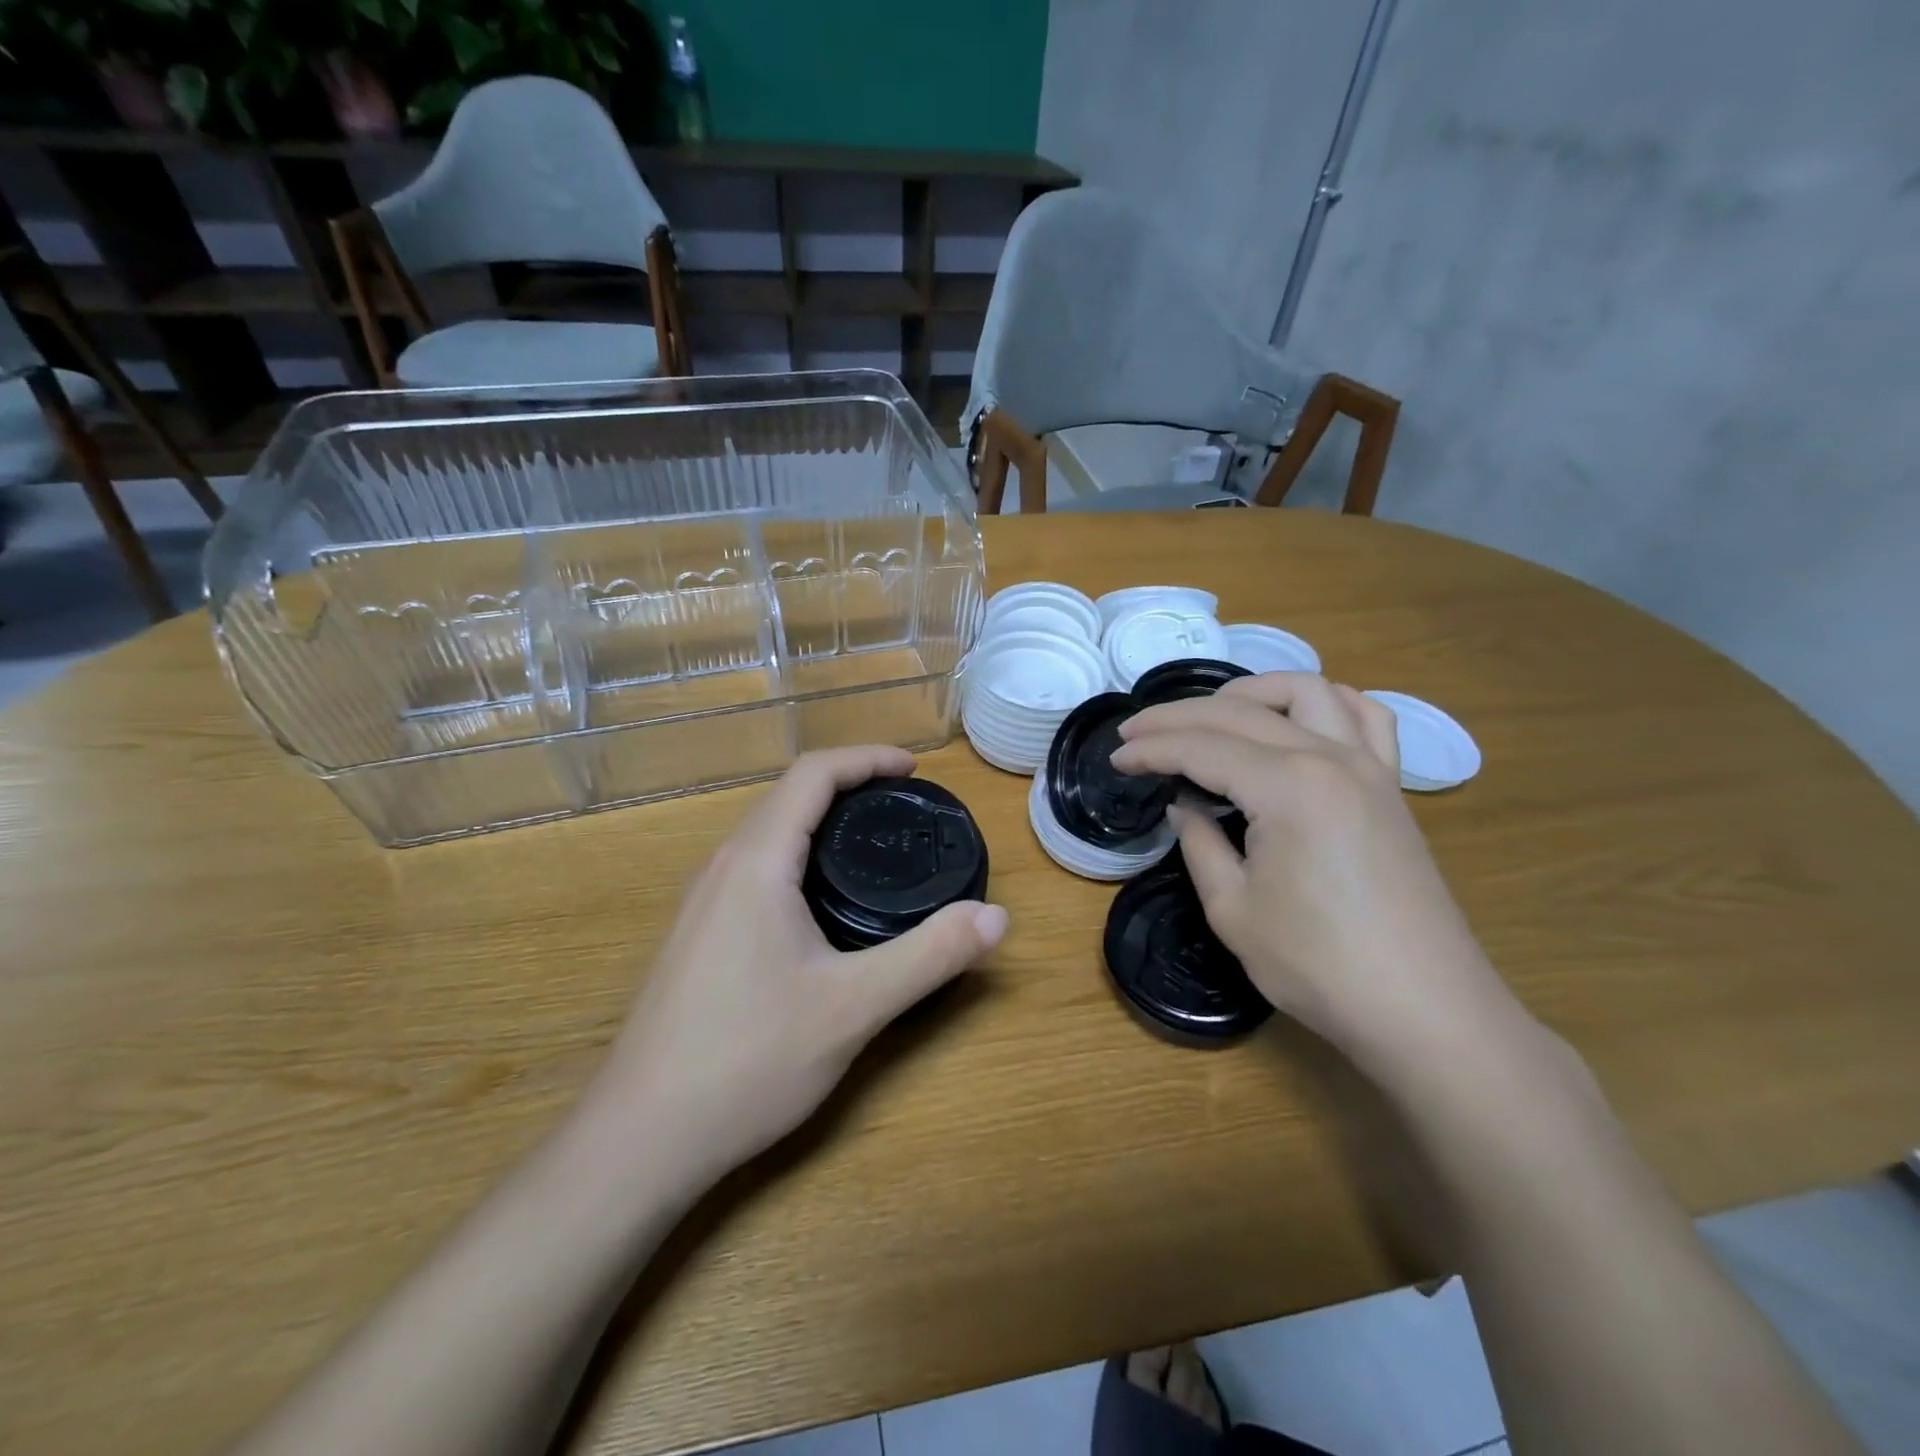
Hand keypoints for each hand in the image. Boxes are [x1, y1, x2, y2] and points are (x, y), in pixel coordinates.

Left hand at [579, 746, 1008, 1189]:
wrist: (639, 1140)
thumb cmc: (747, 1061)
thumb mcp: (853, 1007)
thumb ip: (930, 955)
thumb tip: (997, 917)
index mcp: (757, 862)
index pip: (813, 774)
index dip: (868, 759)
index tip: (915, 769)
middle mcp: (722, 867)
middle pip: (788, 795)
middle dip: (850, 786)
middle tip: (906, 808)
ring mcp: (701, 902)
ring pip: (768, 833)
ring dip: (821, 820)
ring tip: (873, 845)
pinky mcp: (696, 935)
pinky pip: (754, 868)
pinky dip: (799, 856)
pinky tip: (823, 904)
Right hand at [1111, 674, 1518, 1067]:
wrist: (1423, 1009)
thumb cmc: (1319, 965)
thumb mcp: (1233, 910)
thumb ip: (1200, 843)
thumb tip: (1185, 805)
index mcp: (1286, 787)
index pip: (1201, 748)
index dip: (1150, 750)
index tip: (1116, 759)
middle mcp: (1329, 758)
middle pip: (1240, 712)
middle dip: (1178, 717)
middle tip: (1135, 735)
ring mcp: (1369, 767)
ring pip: (1306, 692)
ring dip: (1250, 692)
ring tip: (1211, 715)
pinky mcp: (1391, 787)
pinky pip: (1365, 717)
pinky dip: (1324, 704)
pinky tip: (1297, 722)